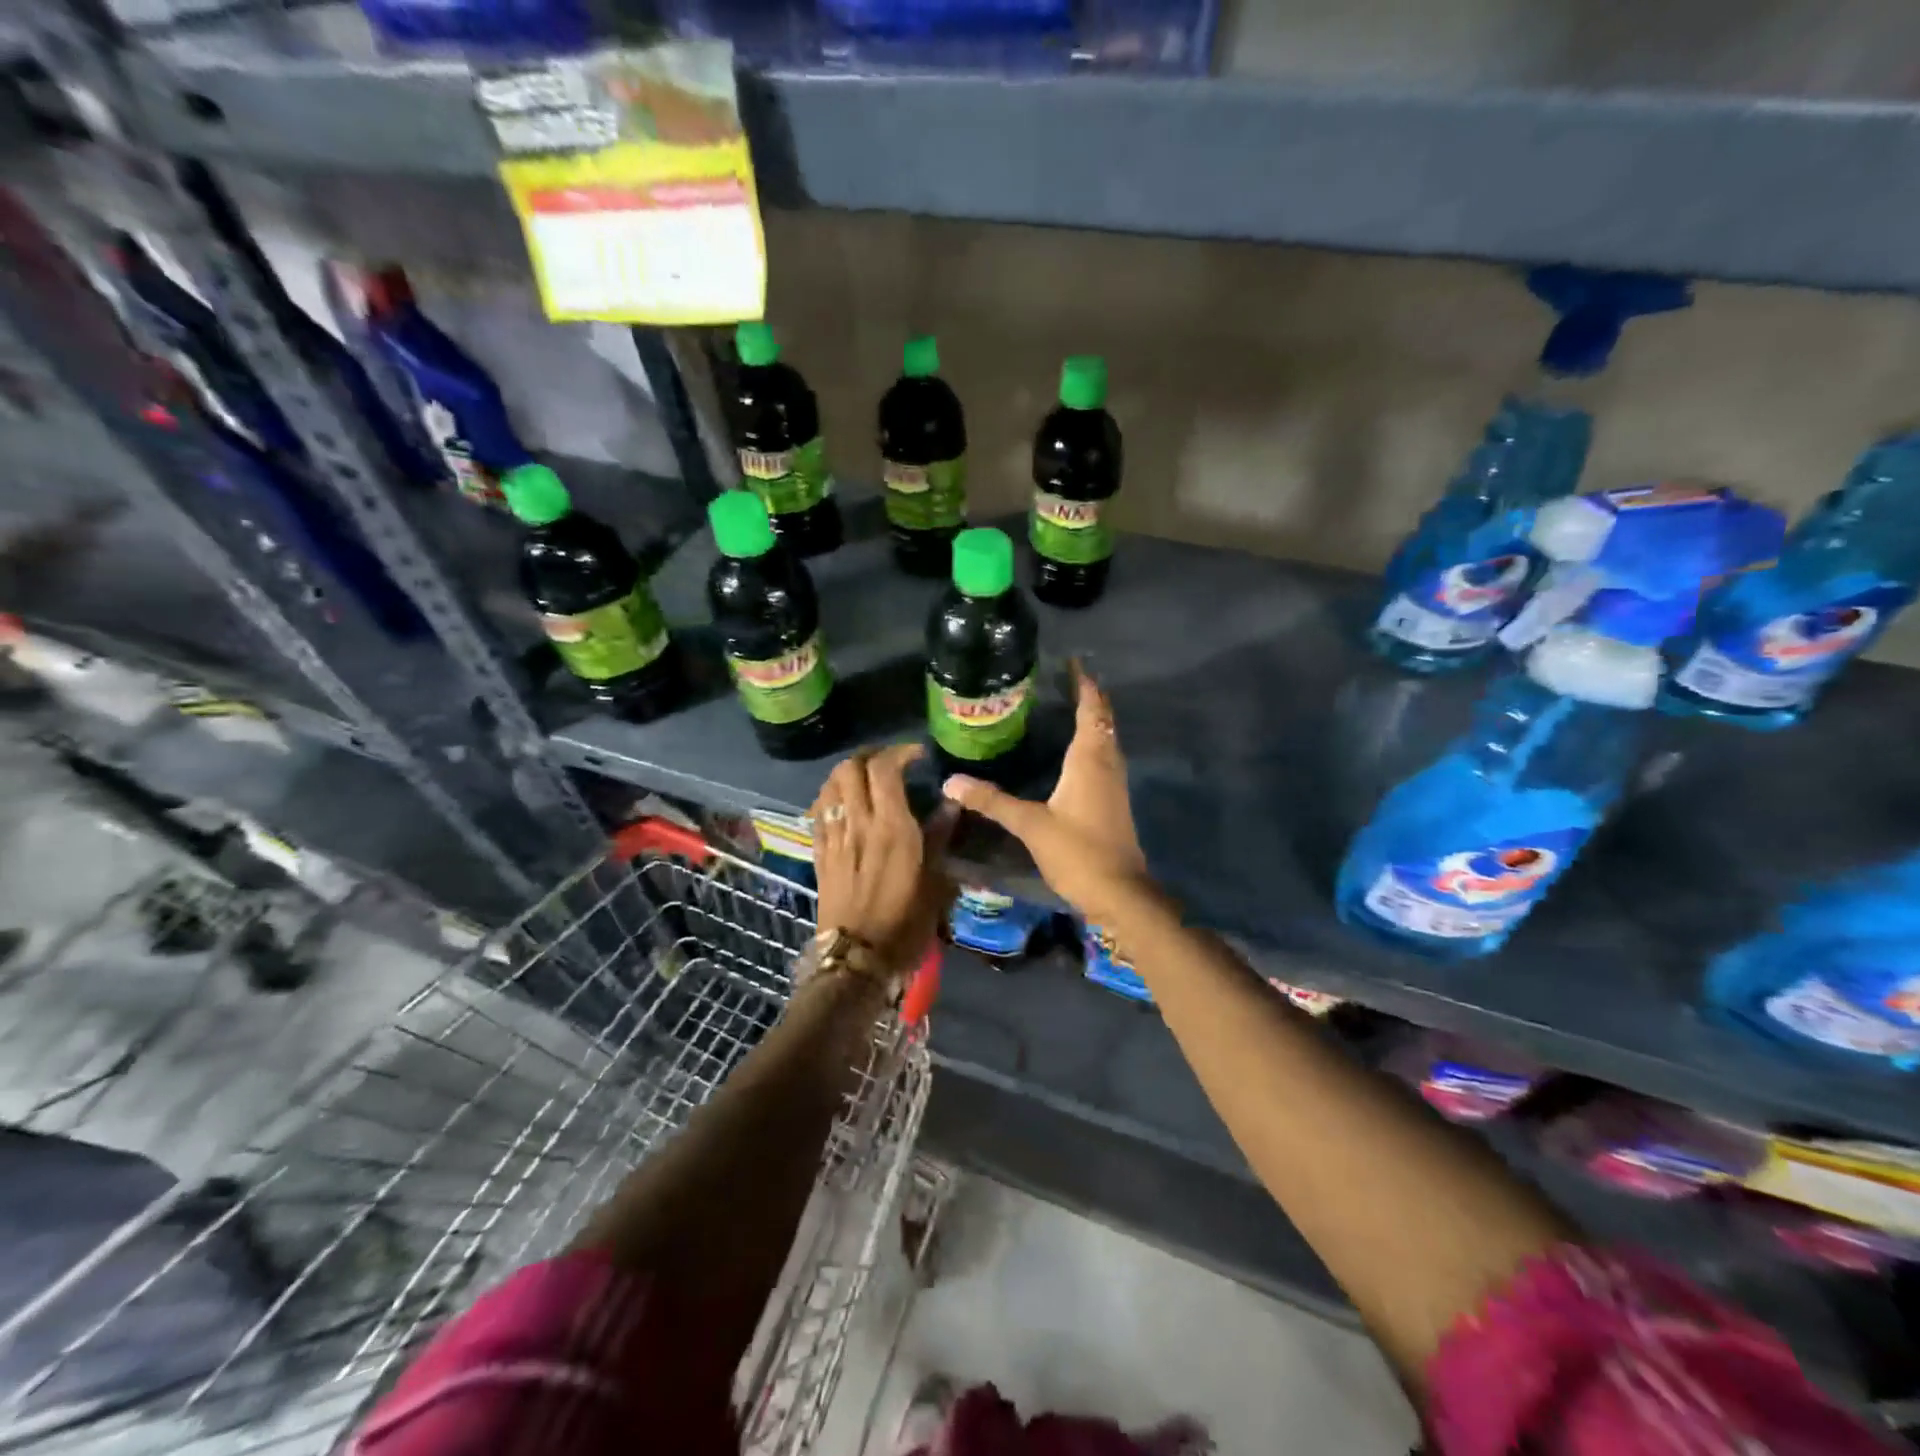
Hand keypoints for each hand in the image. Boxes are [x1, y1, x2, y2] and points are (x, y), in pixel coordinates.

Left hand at [811, 743, 957, 972]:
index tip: (917, 755)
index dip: (900, 752)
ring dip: (847, 772)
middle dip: (870, 755)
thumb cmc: (905, 923)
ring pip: (830, 785)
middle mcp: (858, 823)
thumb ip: (940, 837)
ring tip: (866, 779)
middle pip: (850, 768)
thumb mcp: (935, 881)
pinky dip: (830, 796)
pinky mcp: (819, 853)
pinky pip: (818, 811)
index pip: (884, 769)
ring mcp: (834, 837)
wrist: (857, 959)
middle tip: (890, 762)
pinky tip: (843, 804)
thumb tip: (951, 804)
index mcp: (891, 827)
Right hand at [941, 663, 1149, 924]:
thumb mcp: (1031, 825)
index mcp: (1090, 760)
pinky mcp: (1113, 802)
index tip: (1073, 663)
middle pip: (1103, 720)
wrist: (1120, 893)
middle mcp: (1107, 764)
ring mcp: (1114, 784)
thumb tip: (951, 782)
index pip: (1091, 710)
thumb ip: (992, 801)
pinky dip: (1092, 744)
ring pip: (1106, 740)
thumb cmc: (1079, 852)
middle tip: (1065, 679)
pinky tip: (1075, 754)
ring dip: (1093, 720)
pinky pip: (1104, 759)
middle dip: (1089, 697)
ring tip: (1068, 706)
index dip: (1084, 685)